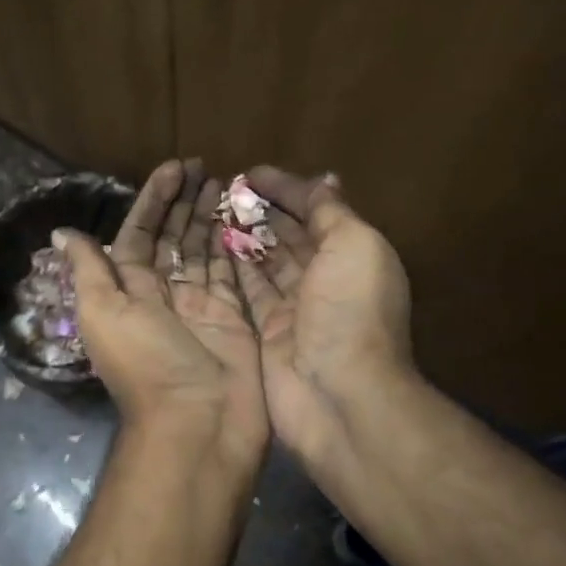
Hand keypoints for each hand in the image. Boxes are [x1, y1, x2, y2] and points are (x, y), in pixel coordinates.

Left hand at [60, 160, 267, 470]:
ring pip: (203, 251)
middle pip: (173, 238)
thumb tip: (62, 232)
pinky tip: (244, 217)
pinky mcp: (233, 316)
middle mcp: (163, 295)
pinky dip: (236, 245)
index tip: (174, 169)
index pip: (140, 234)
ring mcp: (200, 305)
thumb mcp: (104, 313)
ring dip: (210, 217)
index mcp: (128, 291)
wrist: (199, 424)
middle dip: (185, 202)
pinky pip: (233, 272)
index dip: (153, 200)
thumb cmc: (148, 364)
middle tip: (205, 167)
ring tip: (226, 182)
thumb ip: (89, 270)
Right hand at [229, 167, 413, 470]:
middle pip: (289, 236)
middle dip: (262, 211)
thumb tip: (325, 178)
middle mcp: (325, 280)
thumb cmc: (350, 309)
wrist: (338, 393)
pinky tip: (212, 246)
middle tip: (224, 190)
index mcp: (352, 255)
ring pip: (265, 263)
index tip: (251, 173)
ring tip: (212, 211)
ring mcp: (295, 309)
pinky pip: (248, 292)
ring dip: (244, 236)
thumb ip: (332, 212)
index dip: (287, 189)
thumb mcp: (353, 246)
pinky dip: (234, 269)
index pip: (316, 211)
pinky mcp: (268, 332)